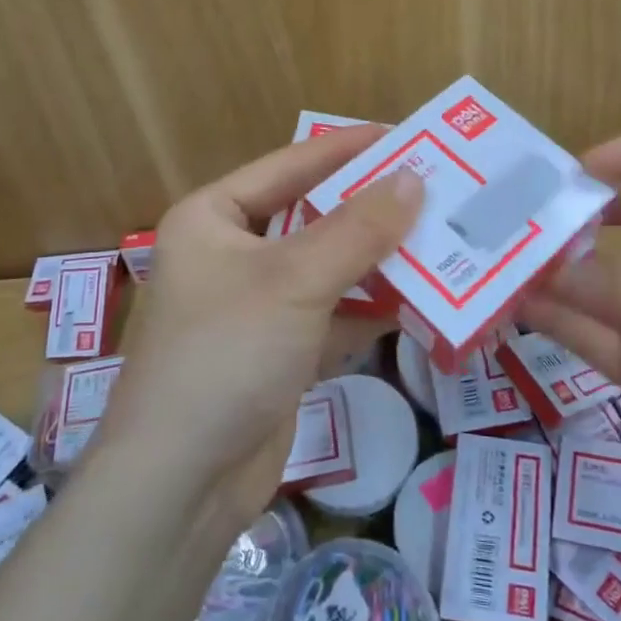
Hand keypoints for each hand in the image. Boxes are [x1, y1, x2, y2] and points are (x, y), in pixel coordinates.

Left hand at [94, 126, 422, 527]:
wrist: (181, 484)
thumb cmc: (226, 354)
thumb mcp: (295, 281)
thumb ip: (358, 229)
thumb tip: (414, 179)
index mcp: (212, 218)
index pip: (290, 165)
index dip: (347, 149)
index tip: (406, 136)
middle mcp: (229, 254)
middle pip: (311, 218)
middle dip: (370, 210)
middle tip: (435, 191)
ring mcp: (253, 307)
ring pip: (325, 269)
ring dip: (376, 262)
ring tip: (439, 241)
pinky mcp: (276, 353)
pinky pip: (330, 316)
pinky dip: (367, 311)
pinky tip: (417, 303)